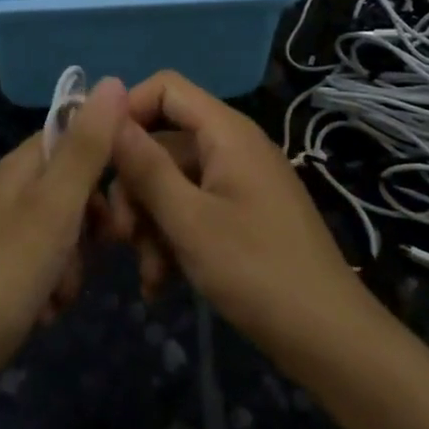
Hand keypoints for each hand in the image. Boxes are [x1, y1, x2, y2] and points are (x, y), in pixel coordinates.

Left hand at [0, 77, 128, 378]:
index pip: (72, 135)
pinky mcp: (2, 271)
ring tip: (61, 290)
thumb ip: (87, 146)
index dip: (104, 156)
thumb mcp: (57, 204)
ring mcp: (4, 232)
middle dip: (92, 222)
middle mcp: (10, 191)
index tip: (130, 186)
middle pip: (72, 188)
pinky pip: (46, 265)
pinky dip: (53, 287)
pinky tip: (45, 310)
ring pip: (64, 232)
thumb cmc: (9, 270)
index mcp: (20, 166)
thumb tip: (112, 80)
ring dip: (74, 263)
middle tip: (104, 246)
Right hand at [110, 71, 367, 354]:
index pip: (165, 87)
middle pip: (164, 141)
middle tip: (119, 237)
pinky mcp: (243, 215)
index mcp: (226, 132)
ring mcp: (239, 182)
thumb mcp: (189, 220)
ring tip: (148, 275)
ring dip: (151, 224)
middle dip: (135, 187)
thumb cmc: (257, 271)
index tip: (98, 157)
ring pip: (173, 182)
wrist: (330, 340)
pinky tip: (161, 284)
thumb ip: (145, 166)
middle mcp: (233, 146)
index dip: (128, 112)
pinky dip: (173, 239)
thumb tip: (108, 111)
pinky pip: (194, 209)